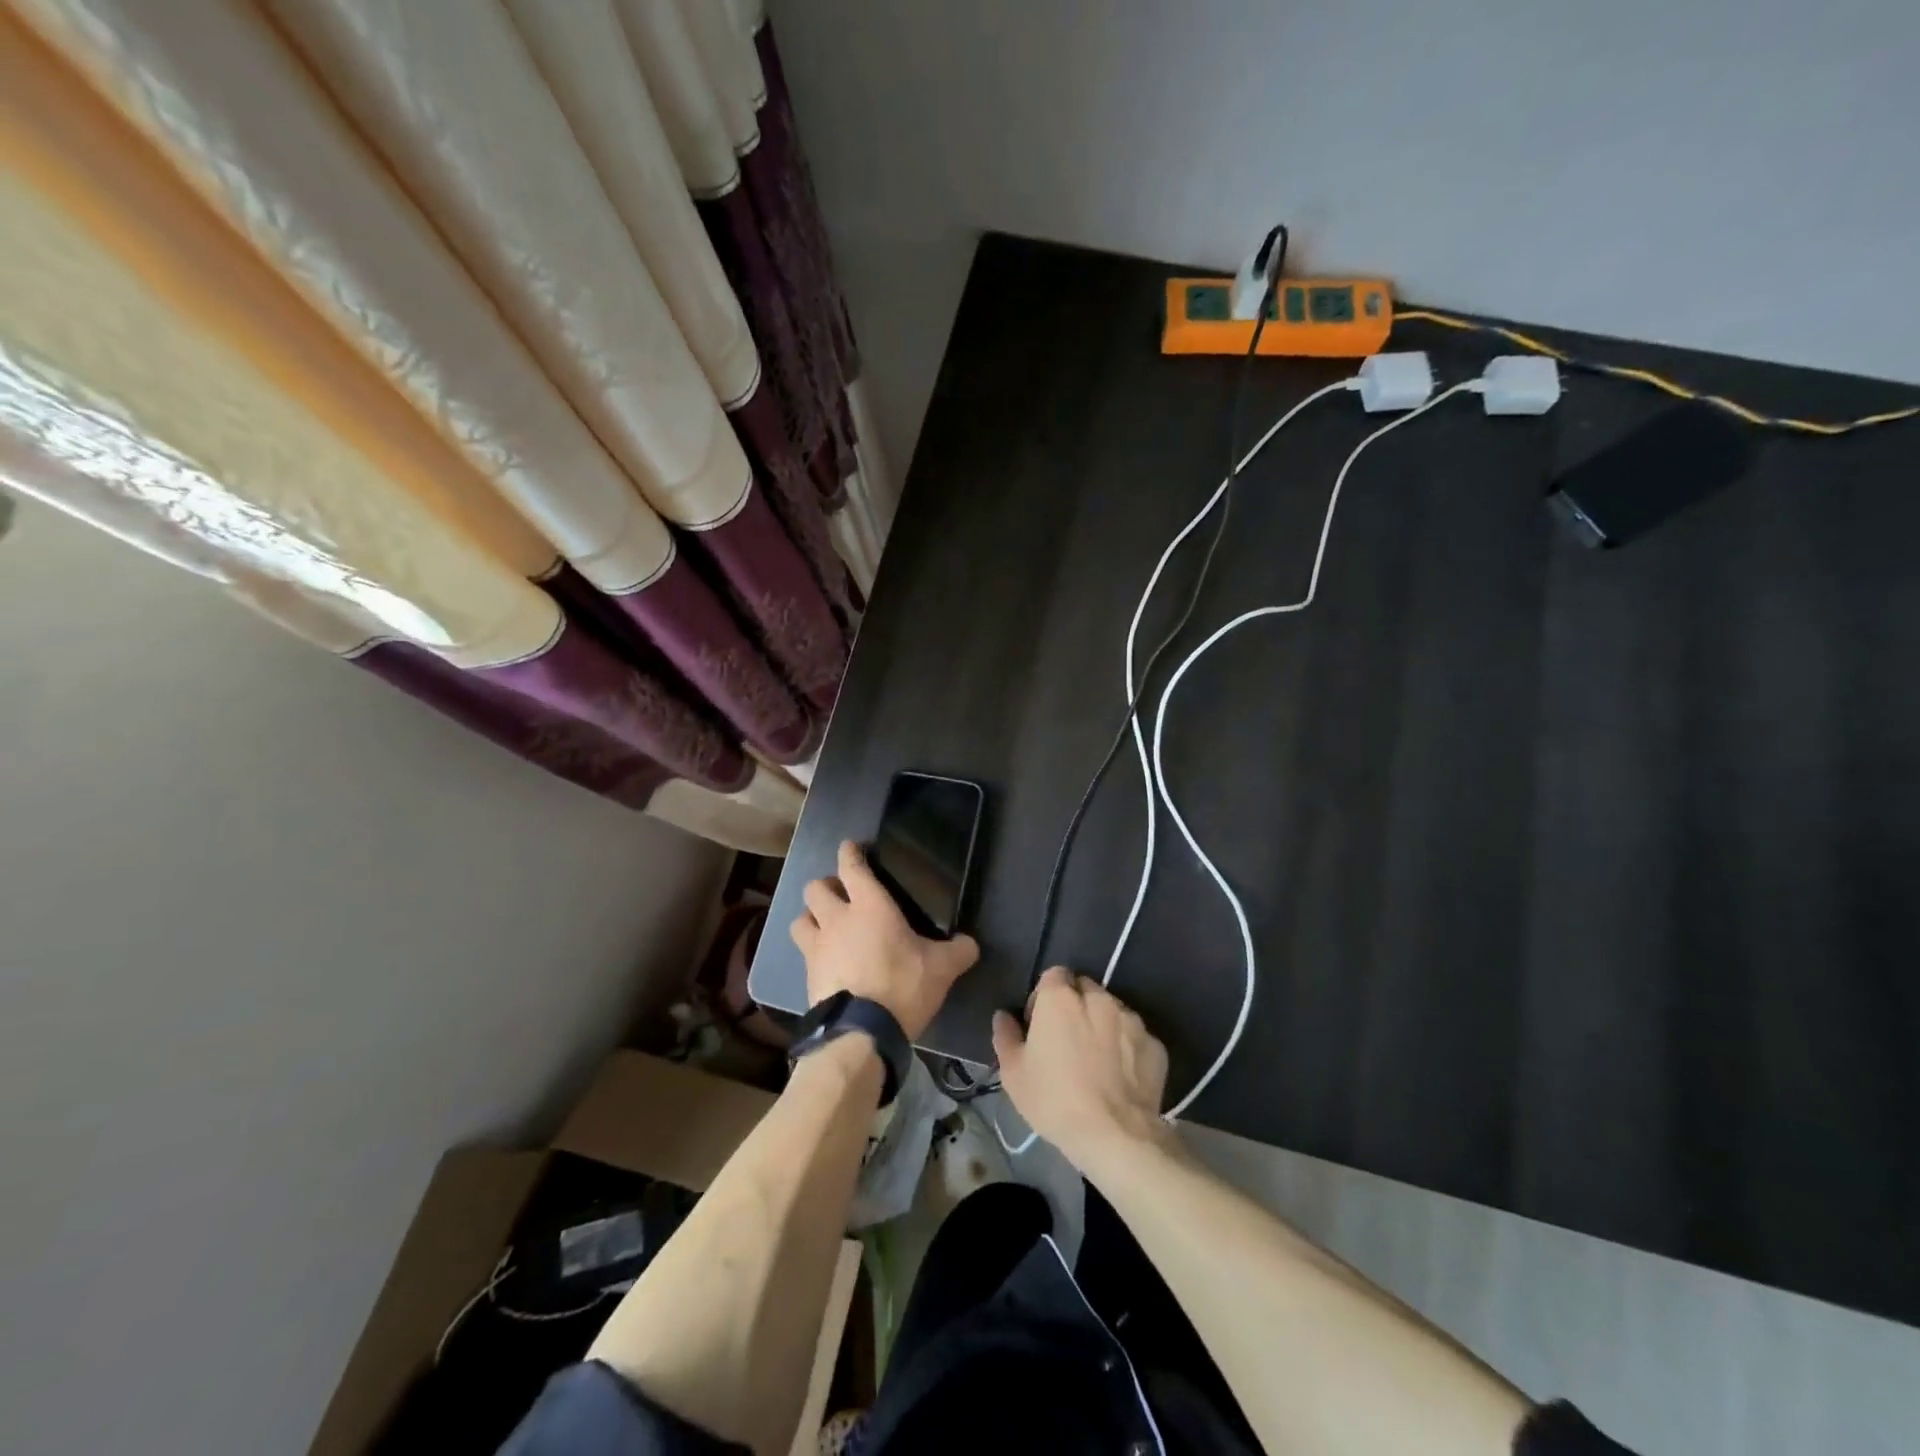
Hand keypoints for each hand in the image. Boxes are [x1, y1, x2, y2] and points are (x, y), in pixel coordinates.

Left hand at [789, 840, 979, 1040]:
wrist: (861, 1033)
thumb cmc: (902, 986)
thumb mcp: (941, 969)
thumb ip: (958, 952)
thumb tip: (971, 944)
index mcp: (869, 906)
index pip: (852, 867)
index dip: (849, 853)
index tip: (851, 847)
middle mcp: (837, 919)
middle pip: (815, 888)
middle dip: (826, 886)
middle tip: (842, 896)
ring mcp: (817, 948)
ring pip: (800, 918)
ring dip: (811, 917)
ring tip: (826, 927)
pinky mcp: (807, 976)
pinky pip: (803, 953)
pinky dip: (812, 952)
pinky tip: (827, 962)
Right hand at [993, 967, 1172, 1169]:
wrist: (1114, 1136)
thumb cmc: (1054, 1100)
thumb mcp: (1014, 1073)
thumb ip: (1006, 1036)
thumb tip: (1003, 1016)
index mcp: (1061, 998)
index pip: (1053, 975)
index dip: (1045, 996)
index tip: (1041, 1024)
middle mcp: (1098, 999)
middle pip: (1084, 989)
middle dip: (1076, 1006)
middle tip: (1068, 1041)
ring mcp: (1131, 1019)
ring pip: (1112, 1010)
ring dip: (1102, 1024)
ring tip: (1097, 1060)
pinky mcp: (1155, 1044)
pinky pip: (1135, 1037)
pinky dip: (1127, 1048)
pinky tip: (1121, 1077)